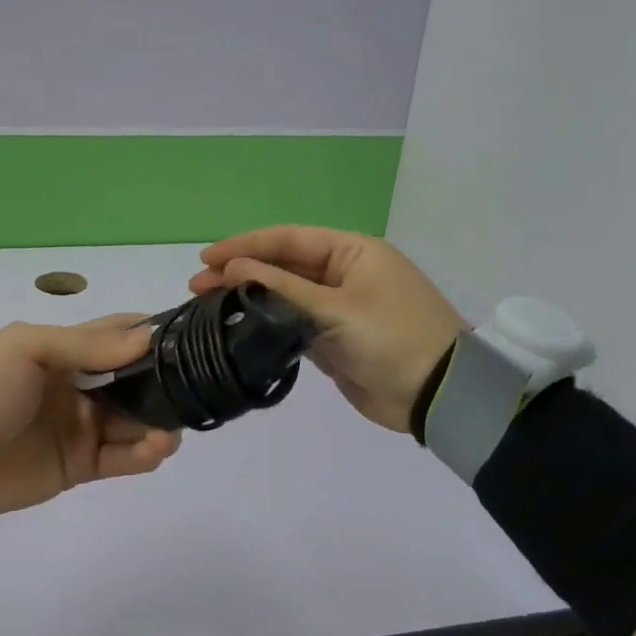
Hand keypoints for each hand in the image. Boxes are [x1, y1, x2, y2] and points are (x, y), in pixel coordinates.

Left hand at [0, 315, 182, 516]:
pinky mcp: (81, 465)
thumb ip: (87, 345)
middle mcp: (82, 386)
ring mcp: (83, 427)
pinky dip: (144, 454)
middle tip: (193, 390)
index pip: (119, 336)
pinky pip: (122, 458)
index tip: (189, 338)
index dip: (152, 335)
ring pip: (137, 421)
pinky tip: (155, 448)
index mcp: (68, 352)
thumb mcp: (29, 348)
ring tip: (170, 429)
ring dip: (161, 422)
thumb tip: (147, 338)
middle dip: (166, 383)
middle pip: (137, 381)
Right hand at [190, 226, 466, 432]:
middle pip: (282, 266)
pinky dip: (265, 325)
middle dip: (240, 273)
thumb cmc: (392, 338)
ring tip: (206, 306)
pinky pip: (292, 324)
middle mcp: (343, 273)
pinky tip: (236, 329)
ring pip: (283, 296)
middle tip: (196, 286)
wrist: (439, 396)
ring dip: (248, 300)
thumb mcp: (336, 308)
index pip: (288, 239)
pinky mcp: (333, 339)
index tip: (206, 257)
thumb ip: (280, 288)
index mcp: (352, 252)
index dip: (245, 245)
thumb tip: (232, 269)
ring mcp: (337, 308)